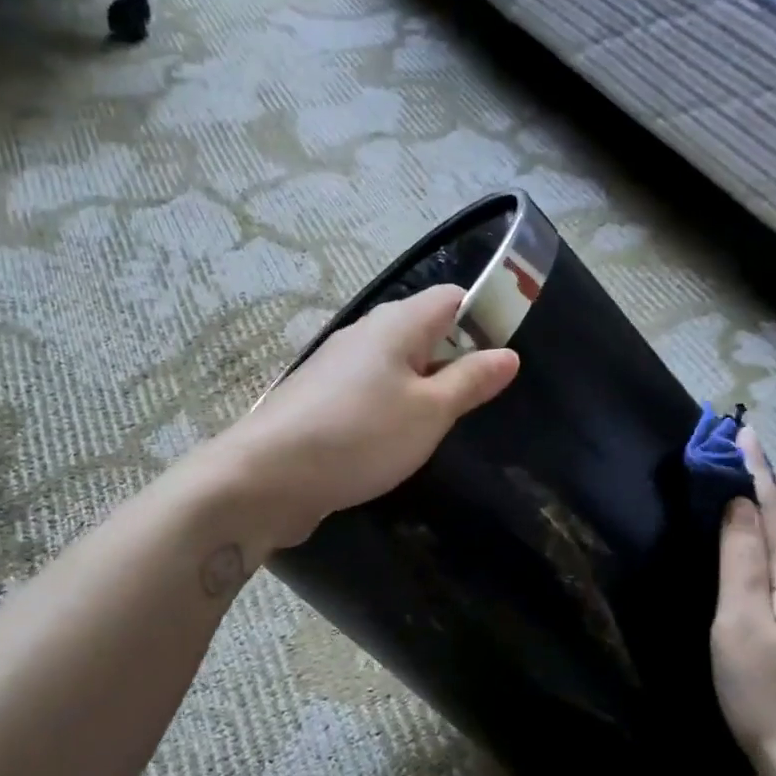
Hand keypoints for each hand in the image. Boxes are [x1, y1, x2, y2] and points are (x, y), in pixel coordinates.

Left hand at [215, 285, 519, 549]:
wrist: (268, 477)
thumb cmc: (361, 436)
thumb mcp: (429, 412)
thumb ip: (470, 381)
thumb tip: (507, 354)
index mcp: (396, 324)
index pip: (452, 298)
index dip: (484, 318)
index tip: (503, 358)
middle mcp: (364, 334)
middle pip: (422, 330)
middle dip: (454, 358)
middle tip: (477, 401)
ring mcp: (336, 366)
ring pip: (394, 364)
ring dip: (421, 388)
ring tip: (440, 426)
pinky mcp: (319, 399)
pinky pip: (369, 391)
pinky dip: (390, 407)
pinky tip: (394, 441)